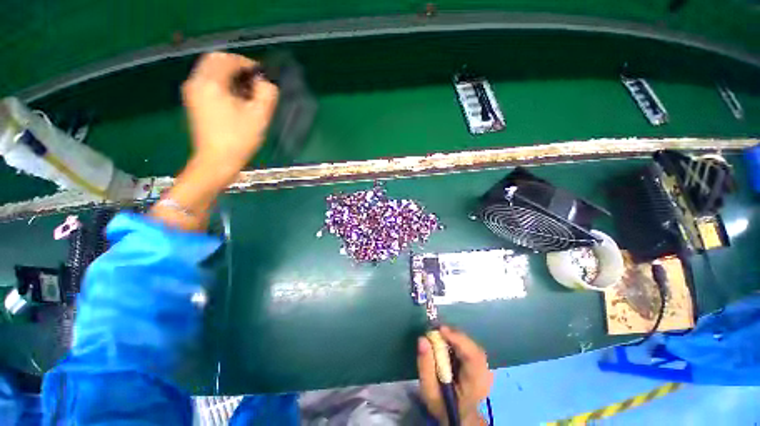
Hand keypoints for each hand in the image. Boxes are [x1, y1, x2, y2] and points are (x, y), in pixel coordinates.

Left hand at [182, 51, 278, 182]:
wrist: (216, 162)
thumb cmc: (239, 140)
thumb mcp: (259, 117)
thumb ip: (267, 94)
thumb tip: (266, 82)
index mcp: (210, 83)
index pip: (229, 59)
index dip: (248, 64)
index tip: (263, 76)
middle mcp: (196, 82)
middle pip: (215, 60)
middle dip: (237, 66)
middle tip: (254, 81)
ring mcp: (193, 92)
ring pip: (211, 70)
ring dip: (230, 74)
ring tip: (247, 91)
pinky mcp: (194, 102)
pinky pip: (207, 82)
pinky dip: (222, 83)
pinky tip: (235, 98)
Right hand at [417, 327, 492, 425]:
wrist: (457, 415)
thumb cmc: (442, 404)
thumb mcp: (429, 390)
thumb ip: (425, 365)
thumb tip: (422, 339)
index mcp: (475, 384)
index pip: (473, 357)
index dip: (458, 340)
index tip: (440, 330)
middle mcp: (485, 375)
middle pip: (473, 348)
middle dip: (455, 336)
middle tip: (437, 331)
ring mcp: (486, 369)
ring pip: (472, 345)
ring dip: (456, 338)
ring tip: (440, 335)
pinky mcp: (482, 364)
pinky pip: (471, 347)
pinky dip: (458, 342)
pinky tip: (448, 342)